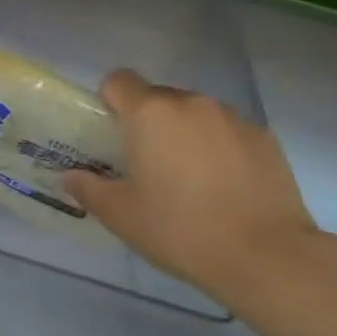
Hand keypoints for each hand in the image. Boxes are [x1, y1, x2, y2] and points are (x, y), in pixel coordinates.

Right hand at [65, 69, 325, 306]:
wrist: (264, 255)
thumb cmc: (179, 229)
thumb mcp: (120, 215)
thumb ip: (88, 188)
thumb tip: (71, 177)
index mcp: (151, 114)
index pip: (119, 80)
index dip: (108, 101)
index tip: (109, 135)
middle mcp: (193, 104)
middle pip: (158, 96)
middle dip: (146, 122)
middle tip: (144, 164)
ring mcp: (234, 118)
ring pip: (195, 114)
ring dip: (183, 133)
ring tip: (186, 179)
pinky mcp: (265, 137)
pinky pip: (227, 131)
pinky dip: (217, 148)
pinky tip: (222, 187)